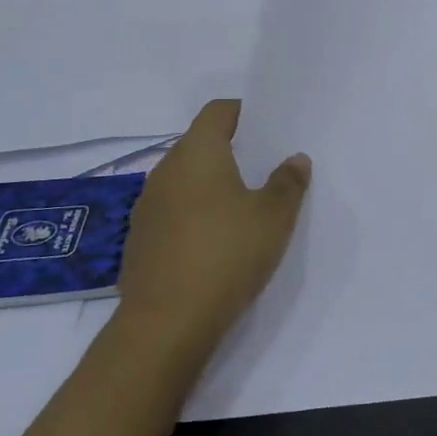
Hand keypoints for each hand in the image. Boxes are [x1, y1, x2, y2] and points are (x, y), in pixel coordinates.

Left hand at [115, 99, 310, 372]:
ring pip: (186, 180)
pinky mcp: (141, 240)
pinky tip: (217, 241)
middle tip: (267, 167)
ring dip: (212, 184)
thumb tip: (295, 159)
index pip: (218, 111)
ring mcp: (147, 207)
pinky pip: (174, 211)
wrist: (166, 324)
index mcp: (197, 153)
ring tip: (246, 206)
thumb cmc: (226, 254)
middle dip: (232, 150)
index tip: (269, 127)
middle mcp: (165, 171)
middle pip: (200, 144)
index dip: (244, 112)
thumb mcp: (274, 217)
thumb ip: (288, 182)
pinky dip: (196, 213)